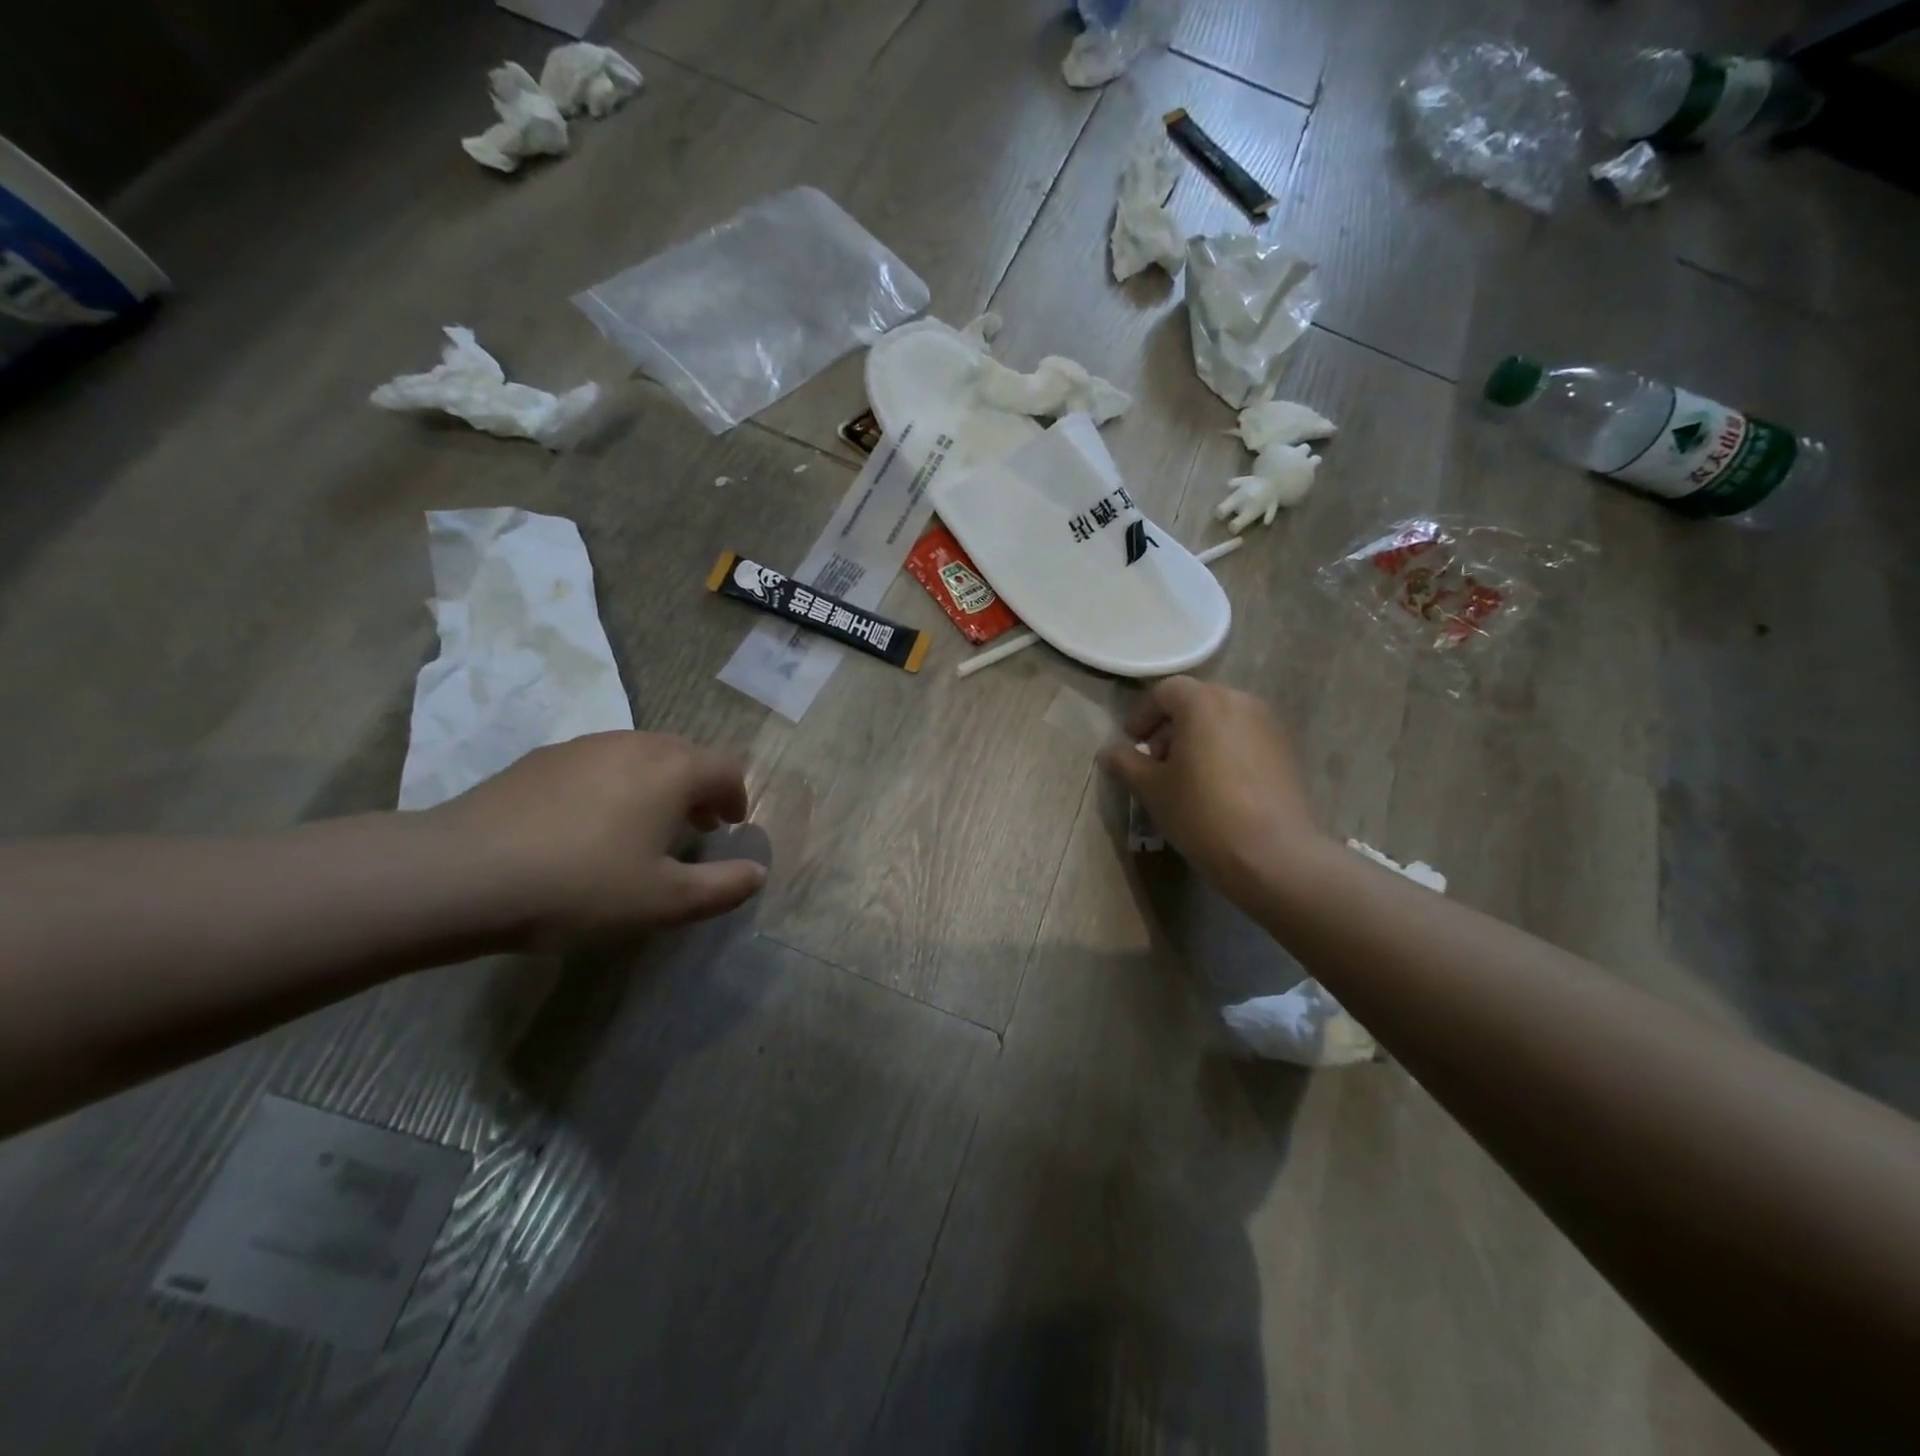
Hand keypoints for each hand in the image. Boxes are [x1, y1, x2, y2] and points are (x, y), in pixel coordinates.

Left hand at [428, 732, 765, 938]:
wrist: (460, 874)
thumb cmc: (580, 886)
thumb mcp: (664, 902)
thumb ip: (723, 887)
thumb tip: (757, 874)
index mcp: (673, 769)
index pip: (728, 769)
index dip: (738, 798)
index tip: (730, 827)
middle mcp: (635, 743)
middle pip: (686, 755)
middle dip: (700, 788)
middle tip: (697, 826)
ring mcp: (585, 745)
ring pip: (641, 756)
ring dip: (658, 785)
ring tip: (644, 826)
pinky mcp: (543, 758)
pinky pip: (600, 763)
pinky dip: (615, 785)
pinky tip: (589, 825)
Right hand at [1100, 677, 1326, 904]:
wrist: (1272, 853)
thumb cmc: (1201, 812)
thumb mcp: (1151, 789)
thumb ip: (1126, 762)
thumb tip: (1110, 751)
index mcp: (1203, 702)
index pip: (1165, 692)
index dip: (1142, 715)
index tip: (1132, 743)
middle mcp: (1240, 701)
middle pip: (1195, 702)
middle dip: (1170, 727)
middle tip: (1156, 761)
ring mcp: (1268, 724)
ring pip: (1222, 719)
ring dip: (1198, 738)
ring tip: (1186, 776)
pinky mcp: (1285, 750)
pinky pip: (1244, 738)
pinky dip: (1224, 750)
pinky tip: (1217, 786)